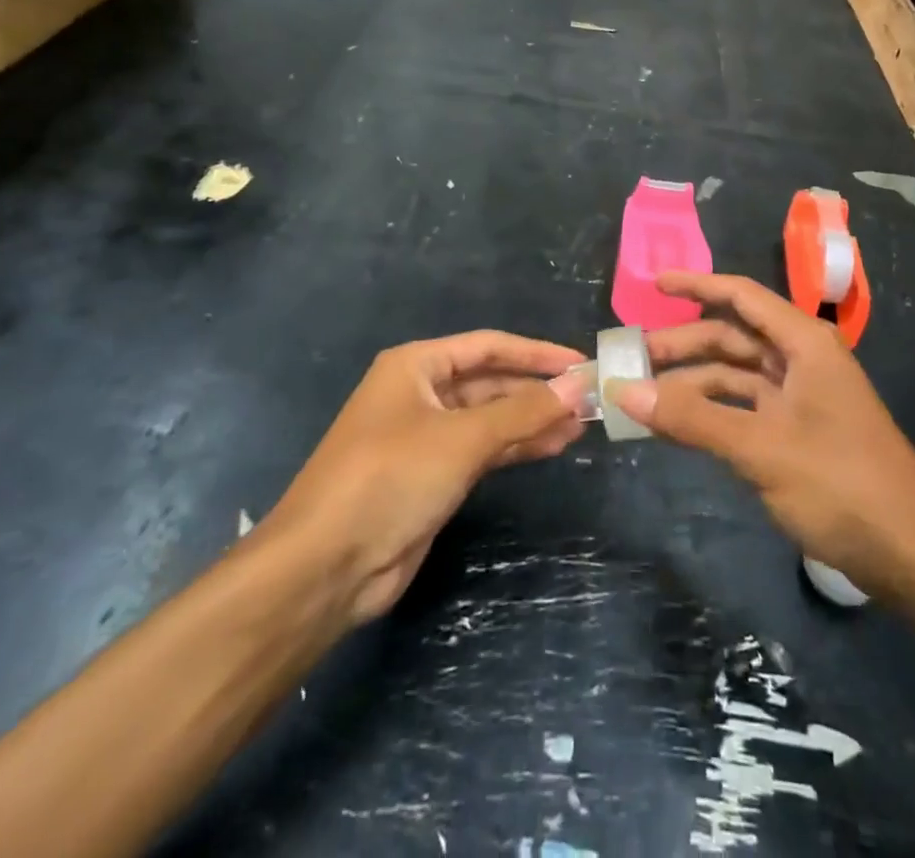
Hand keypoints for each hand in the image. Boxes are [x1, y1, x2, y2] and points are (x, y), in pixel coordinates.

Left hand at [264, 333, 586, 626]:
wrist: (325, 567)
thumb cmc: (391, 478)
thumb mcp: (462, 438)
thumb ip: (523, 411)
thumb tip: (578, 387)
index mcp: (416, 365)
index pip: (489, 347)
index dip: (537, 352)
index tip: (581, 362)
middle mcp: (420, 393)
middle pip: (491, 382)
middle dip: (537, 391)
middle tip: (588, 400)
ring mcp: (426, 436)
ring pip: (490, 418)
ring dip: (532, 420)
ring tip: (581, 426)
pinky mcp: (432, 476)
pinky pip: (483, 450)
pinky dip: (516, 447)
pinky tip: (552, 447)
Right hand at [611, 272, 914, 602]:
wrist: (913, 556)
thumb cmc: (842, 485)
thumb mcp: (761, 448)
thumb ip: (692, 419)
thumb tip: (624, 391)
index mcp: (804, 344)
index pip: (742, 296)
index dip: (697, 285)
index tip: (653, 285)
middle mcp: (802, 361)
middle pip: (733, 338)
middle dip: (684, 345)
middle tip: (633, 359)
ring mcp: (802, 399)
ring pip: (736, 377)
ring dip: (693, 384)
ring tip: (645, 398)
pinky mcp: (799, 434)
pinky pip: (745, 410)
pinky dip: (712, 414)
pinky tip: (680, 427)